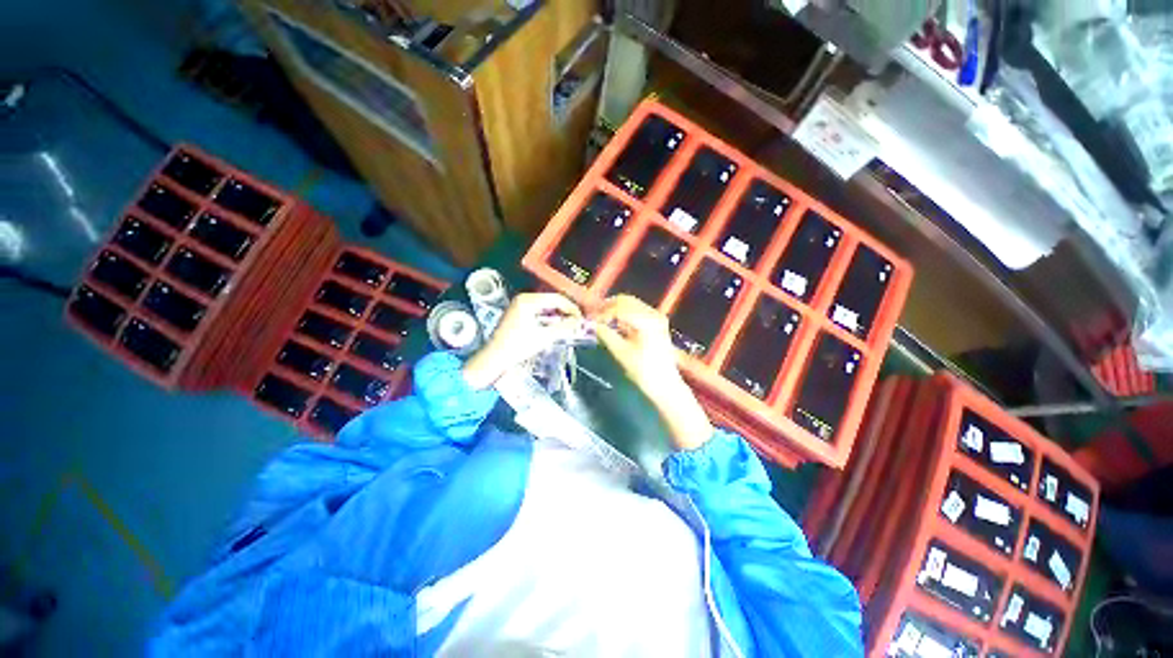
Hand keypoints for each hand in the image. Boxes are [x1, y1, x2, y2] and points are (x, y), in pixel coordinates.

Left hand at [463, 293, 583, 388]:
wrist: (495, 358)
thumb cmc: (517, 347)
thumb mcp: (543, 337)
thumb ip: (563, 328)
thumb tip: (579, 322)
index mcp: (528, 301)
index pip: (556, 298)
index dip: (571, 308)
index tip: (581, 318)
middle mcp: (524, 299)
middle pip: (551, 301)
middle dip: (566, 311)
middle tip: (577, 322)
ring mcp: (520, 305)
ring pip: (546, 307)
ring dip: (559, 315)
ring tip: (570, 325)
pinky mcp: (519, 314)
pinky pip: (539, 312)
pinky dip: (550, 318)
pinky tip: (557, 327)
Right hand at [591, 295, 713, 450]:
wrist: (665, 385)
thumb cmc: (643, 371)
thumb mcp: (621, 353)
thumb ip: (606, 335)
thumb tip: (592, 324)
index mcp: (646, 320)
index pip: (618, 307)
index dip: (602, 312)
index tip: (589, 320)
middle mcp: (653, 314)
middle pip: (626, 301)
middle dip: (608, 308)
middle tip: (594, 318)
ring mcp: (657, 317)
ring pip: (631, 304)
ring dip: (615, 310)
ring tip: (601, 320)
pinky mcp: (657, 323)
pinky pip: (637, 311)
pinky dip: (624, 314)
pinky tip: (614, 323)